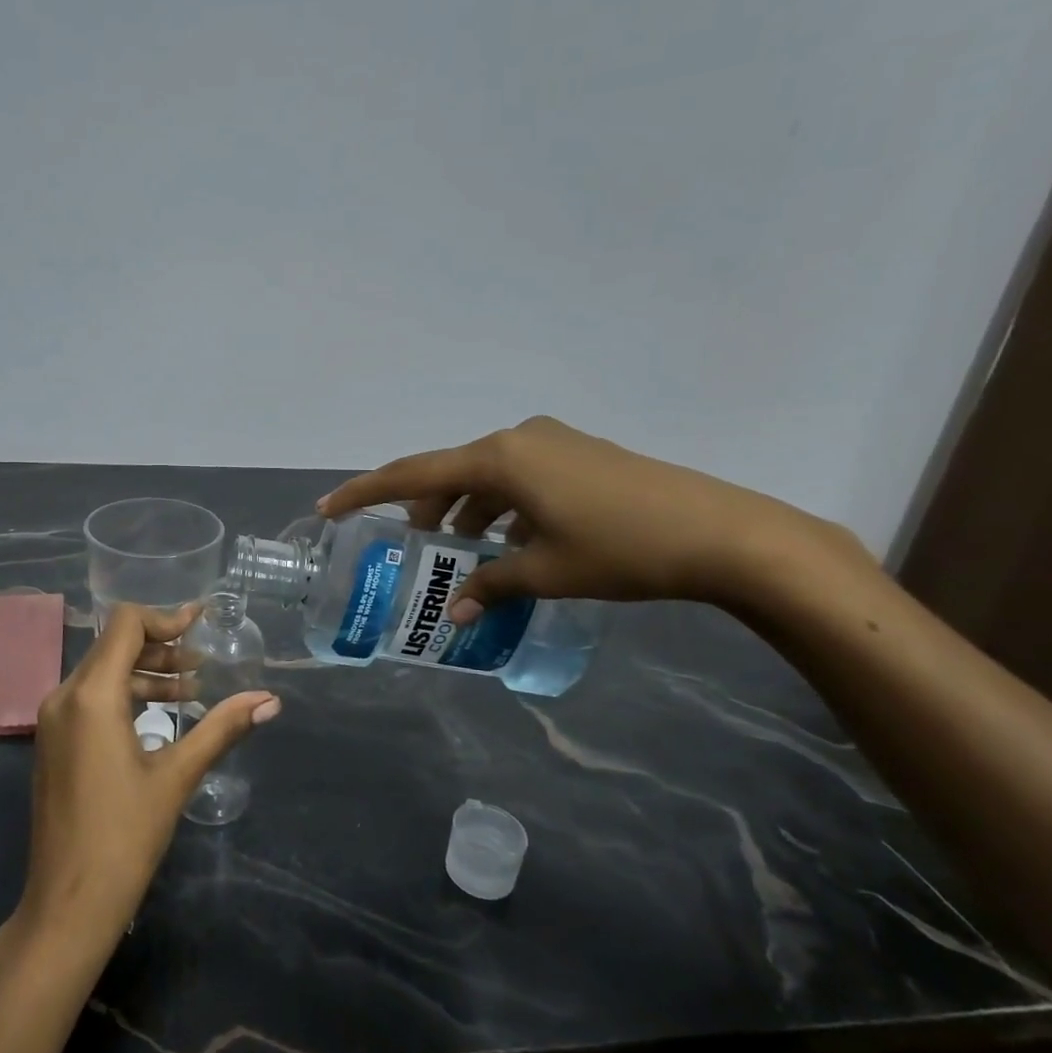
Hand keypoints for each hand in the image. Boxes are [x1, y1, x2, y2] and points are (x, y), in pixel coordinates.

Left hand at [14, 604, 279, 947]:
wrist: (68, 903)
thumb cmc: (125, 836)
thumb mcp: (178, 775)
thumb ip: (223, 728)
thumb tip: (270, 700)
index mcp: (91, 695)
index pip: (126, 625)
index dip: (166, 618)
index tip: (201, 624)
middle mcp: (64, 696)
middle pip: (114, 646)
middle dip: (161, 648)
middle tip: (203, 664)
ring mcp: (53, 721)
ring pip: (102, 673)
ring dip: (146, 673)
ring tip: (191, 691)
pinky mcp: (53, 743)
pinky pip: (90, 699)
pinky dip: (126, 695)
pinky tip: (159, 719)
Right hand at [318, 415, 867, 615]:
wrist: (722, 532)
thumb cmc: (621, 549)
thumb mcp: (546, 572)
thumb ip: (491, 586)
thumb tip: (455, 613)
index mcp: (499, 458)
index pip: (414, 474)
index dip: (367, 492)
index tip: (329, 509)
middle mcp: (518, 439)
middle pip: (451, 474)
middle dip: (426, 512)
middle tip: (414, 551)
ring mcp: (552, 442)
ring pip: (487, 478)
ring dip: (468, 514)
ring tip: (465, 557)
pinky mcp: (580, 455)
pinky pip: (519, 479)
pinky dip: (503, 509)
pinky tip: (513, 546)